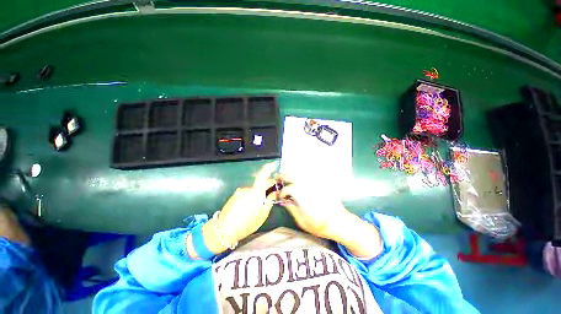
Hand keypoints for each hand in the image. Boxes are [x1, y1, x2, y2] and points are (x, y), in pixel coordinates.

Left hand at [216, 162, 277, 243]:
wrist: (224, 229)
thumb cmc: (247, 223)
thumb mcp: (263, 214)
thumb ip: (270, 200)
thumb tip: (274, 192)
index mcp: (256, 192)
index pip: (263, 175)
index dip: (269, 168)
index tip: (274, 166)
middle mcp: (247, 188)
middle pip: (260, 182)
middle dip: (267, 185)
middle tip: (271, 194)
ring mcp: (240, 191)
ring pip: (254, 188)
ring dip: (259, 192)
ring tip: (259, 204)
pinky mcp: (235, 194)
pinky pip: (247, 192)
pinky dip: (252, 195)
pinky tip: (250, 206)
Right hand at [278, 177, 349, 240]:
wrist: (340, 223)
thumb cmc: (320, 225)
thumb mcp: (302, 221)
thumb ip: (291, 208)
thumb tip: (284, 200)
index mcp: (302, 195)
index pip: (288, 189)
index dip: (282, 192)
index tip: (280, 196)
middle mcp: (308, 186)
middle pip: (294, 176)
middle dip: (285, 176)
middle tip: (279, 178)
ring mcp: (316, 184)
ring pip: (302, 174)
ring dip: (293, 174)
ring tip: (288, 177)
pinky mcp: (322, 183)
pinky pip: (311, 176)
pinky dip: (303, 176)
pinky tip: (301, 179)